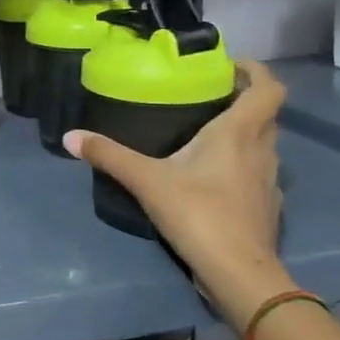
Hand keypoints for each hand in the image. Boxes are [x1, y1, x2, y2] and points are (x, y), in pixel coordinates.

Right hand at [64, 59, 289, 329]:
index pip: (269, 89)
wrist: (239, 274)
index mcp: (239, 133)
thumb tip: (70, 136)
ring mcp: (269, 181)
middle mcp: (262, 150)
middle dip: (243, 101)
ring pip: (264, 144)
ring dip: (244, 133)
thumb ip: (109, 155)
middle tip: (207, 98)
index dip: (256, 71)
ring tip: (206, 134)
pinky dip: (241, 164)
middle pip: (265, 115)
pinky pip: (258, 172)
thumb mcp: (146, 180)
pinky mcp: (266, 207)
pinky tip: (212, 177)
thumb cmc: (198, 214)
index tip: (230, 65)